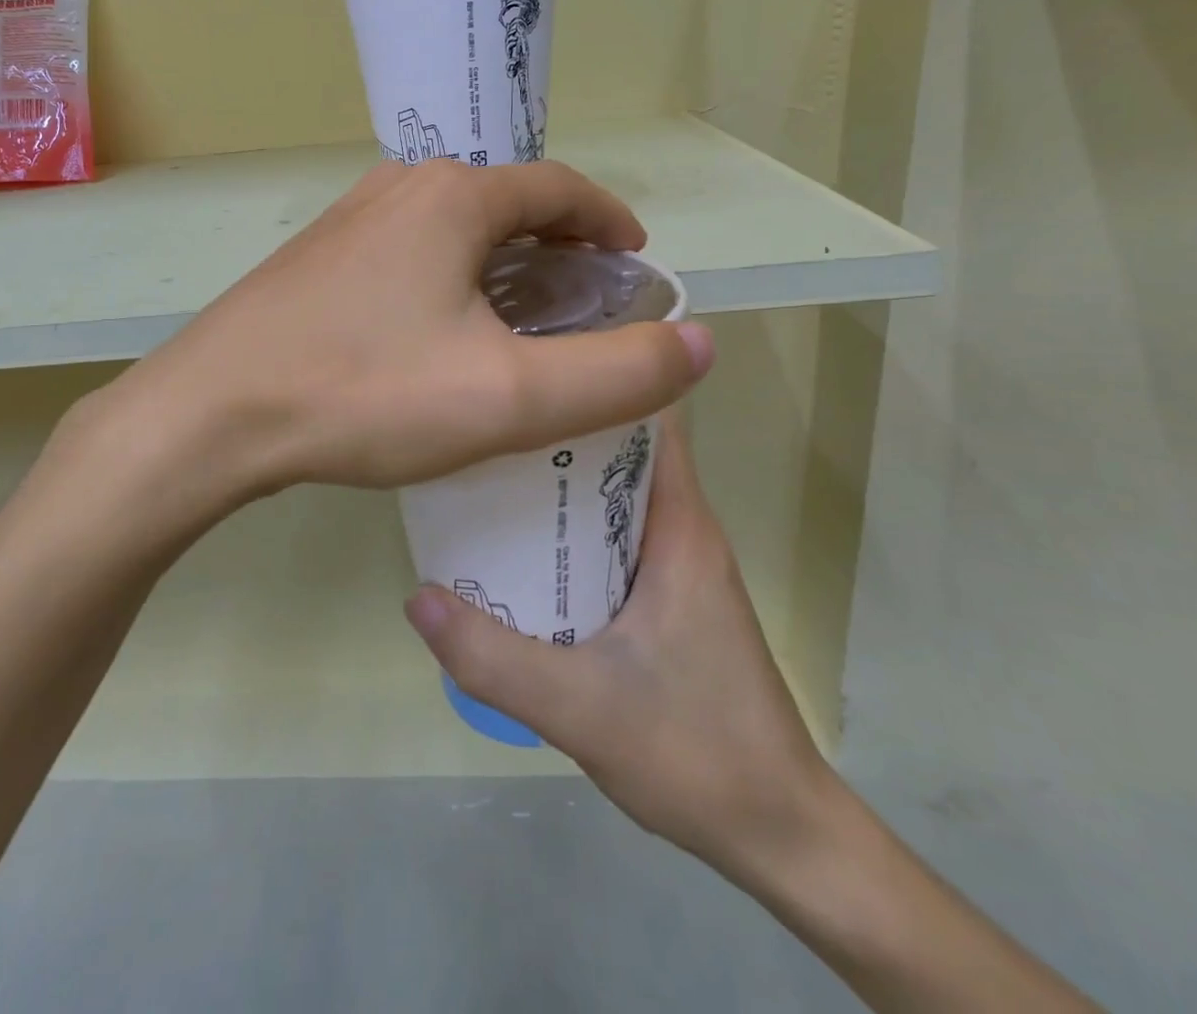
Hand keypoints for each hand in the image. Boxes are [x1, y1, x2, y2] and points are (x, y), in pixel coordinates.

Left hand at [125, 159, 715, 497]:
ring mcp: (350, 220)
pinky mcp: (318, 259)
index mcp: (454, 197)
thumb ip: (617, 373)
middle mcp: (401, 187)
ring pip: (454, 230)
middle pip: (507, 203)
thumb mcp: (510, 396)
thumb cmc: (366, 394)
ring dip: (502, 263)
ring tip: (523, 322)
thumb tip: (698, 342)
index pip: (560, 187)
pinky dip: (451, 279)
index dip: (609, 221)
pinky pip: (410, 254)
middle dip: (558, 246)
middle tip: (585, 304)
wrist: (213, 415)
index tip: (635, 263)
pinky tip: (443, 334)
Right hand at [403, 415, 837, 890]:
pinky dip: (570, 531)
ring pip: (612, 497)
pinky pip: (612, 538)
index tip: (532, 360)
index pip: (648, 416)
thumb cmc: (697, 752)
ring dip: (557, 485)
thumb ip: (493, 657)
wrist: (780, 836)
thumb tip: (416, 595)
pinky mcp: (669, 598)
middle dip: (554, 430)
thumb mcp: (580, 708)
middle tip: (481, 421)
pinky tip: (518, 550)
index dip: (596, 377)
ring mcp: (678, 565)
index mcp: (680, 524)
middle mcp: (682, 529)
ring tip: (483, 473)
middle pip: (617, 450)